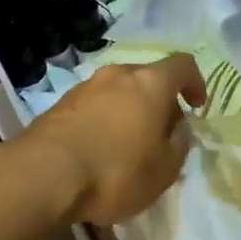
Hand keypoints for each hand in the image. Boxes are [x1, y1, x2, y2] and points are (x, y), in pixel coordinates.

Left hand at [15, 55, 205, 226]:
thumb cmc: (116, 171)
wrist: (43, 175)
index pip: (183, 65)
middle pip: (148, 78)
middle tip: (162, 135)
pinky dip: (104, 122)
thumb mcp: (164, 170)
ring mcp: (85, 87)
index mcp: (150, 83)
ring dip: (129, 112)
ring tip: (128, 148)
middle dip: (159, 102)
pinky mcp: (60, 104)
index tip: (196, 107)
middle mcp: (118, 74)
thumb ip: (179, 145)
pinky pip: (94, 107)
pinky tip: (99, 152)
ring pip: (119, 92)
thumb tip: (177, 130)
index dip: (195, 82)